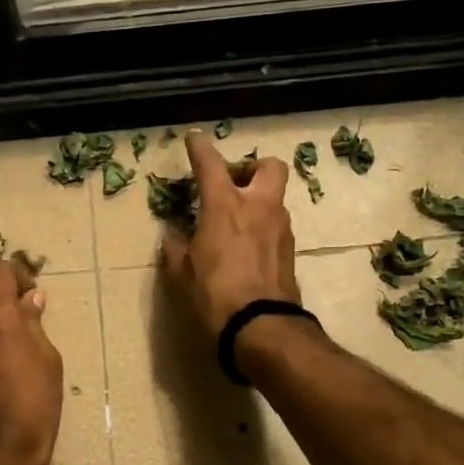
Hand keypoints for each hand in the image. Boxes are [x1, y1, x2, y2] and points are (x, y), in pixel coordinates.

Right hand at [160, 130, 300, 338]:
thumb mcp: (182, 272)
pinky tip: (248, 248)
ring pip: (275, 198)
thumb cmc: (214, 294)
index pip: (211, 164)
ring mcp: (280, 228)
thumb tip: (172, 233)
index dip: (200, 148)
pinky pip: (277, 226)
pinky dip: (263, 227)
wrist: (261, 326)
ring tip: (237, 223)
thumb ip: (176, 246)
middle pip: (269, 166)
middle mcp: (259, 207)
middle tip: (233, 184)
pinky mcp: (291, 251)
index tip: (194, 139)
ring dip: (258, 201)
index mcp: (225, 205)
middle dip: (252, 168)